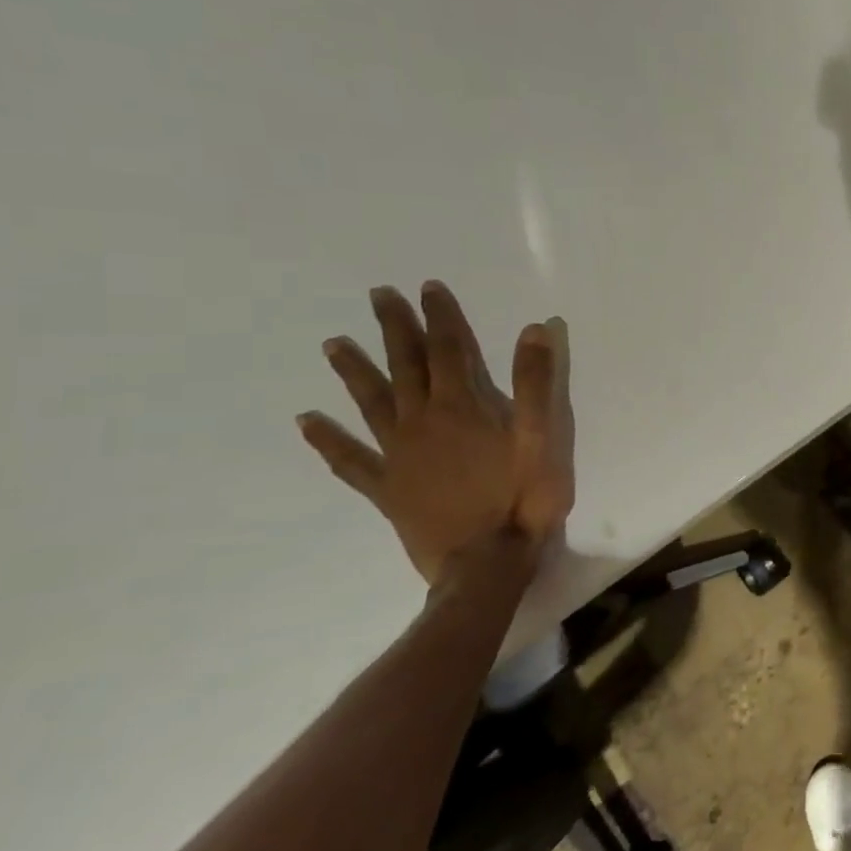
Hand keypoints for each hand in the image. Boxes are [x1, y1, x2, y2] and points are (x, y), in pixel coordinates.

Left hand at [298, 281, 574, 585]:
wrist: (486, 562)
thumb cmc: (522, 498)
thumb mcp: (543, 438)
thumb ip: (537, 383)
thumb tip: (533, 329)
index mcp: (461, 408)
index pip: (449, 350)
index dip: (440, 317)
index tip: (428, 287)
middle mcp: (422, 423)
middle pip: (405, 367)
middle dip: (395, 329)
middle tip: (378, 296)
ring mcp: (398, 457)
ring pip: (370, 404)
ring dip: (354, 372)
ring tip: (333, 344)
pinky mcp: (387, 489)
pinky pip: (350, 461)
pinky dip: (328, 441)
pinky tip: (308, 423)